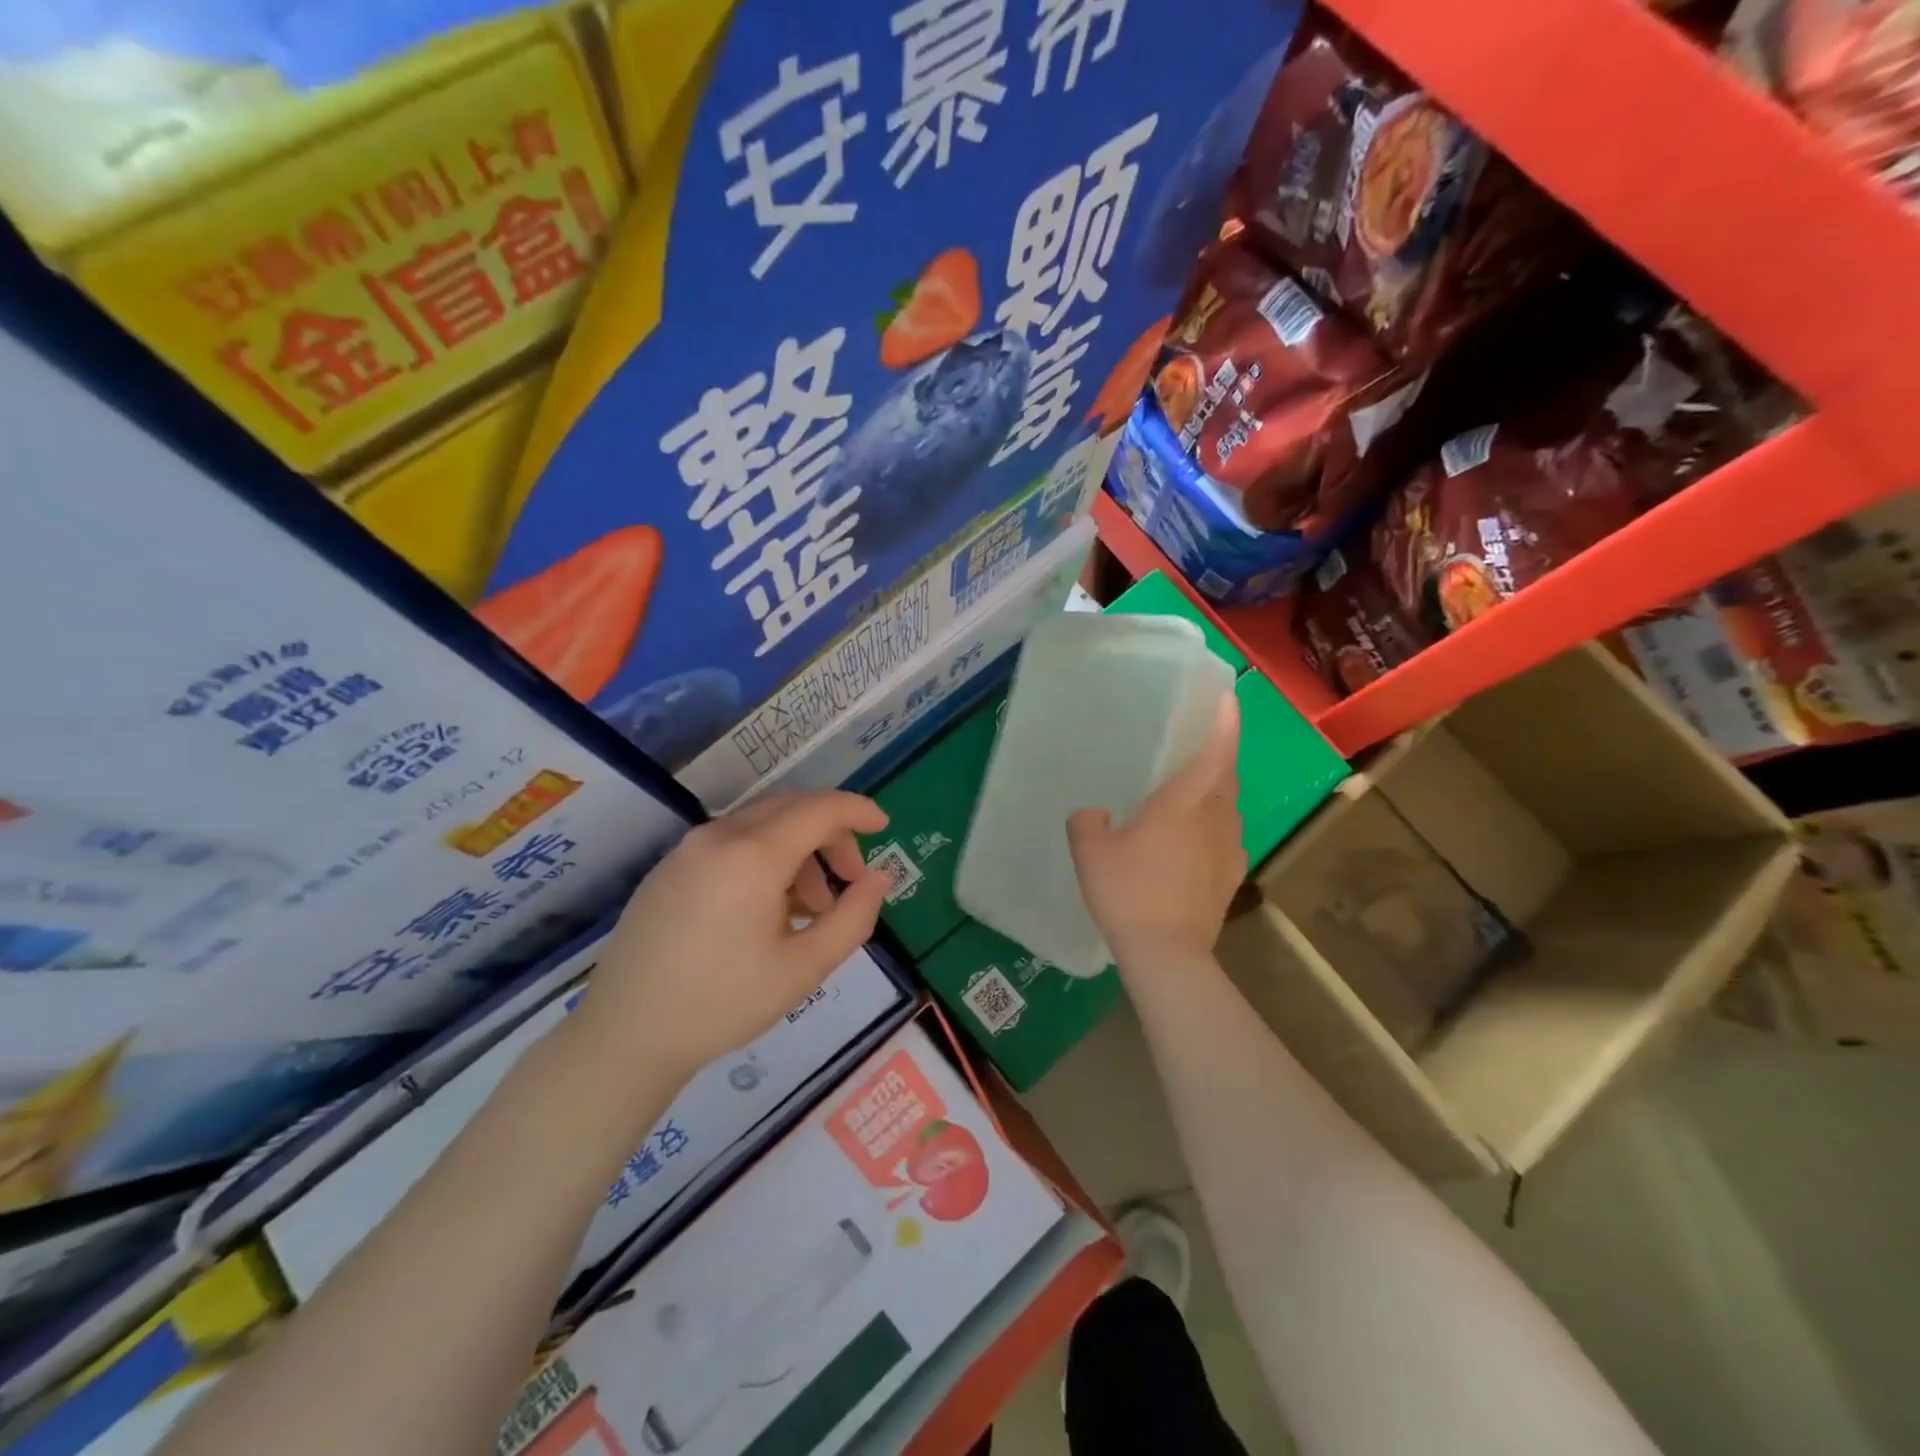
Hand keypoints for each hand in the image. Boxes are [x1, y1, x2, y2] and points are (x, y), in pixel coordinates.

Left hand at [573, 791, 888, 1086]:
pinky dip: (766, 856)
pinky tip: (769, 907)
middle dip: (831, 834)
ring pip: (761, 823)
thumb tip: (878, 878)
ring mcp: (688, 848)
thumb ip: (853, 917)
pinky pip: (732, 842)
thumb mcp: (804, 968)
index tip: (885, 826)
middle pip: (791, 808)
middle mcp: (718, 836)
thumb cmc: (722, 1003)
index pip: (819, 809)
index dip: (858, 811)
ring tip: (812, 906)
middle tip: (851, 879)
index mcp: (752, 855)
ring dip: (799, 848)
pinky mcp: (670, 867)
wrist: (624, 1034)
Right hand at [1068, 692, 1244, 970]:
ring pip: (1229, 808)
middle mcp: (1216, 819)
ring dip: (1216, 792)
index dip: (1224, 722)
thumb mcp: (1091, 852)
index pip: (1214, 751)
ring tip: (1191, 792)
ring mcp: (1230, 850)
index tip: (1228, 697)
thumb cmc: (1129, 892)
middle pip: (1226, 776)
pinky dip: (1213, 827)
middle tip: (1199, 742)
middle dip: (1219, 755)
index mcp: (1186, 802)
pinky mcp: (1231, 877)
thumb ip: (1088, 822)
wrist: (1168, 954)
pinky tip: (1191, 841)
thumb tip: (1094, 813)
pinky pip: (1226, 837)